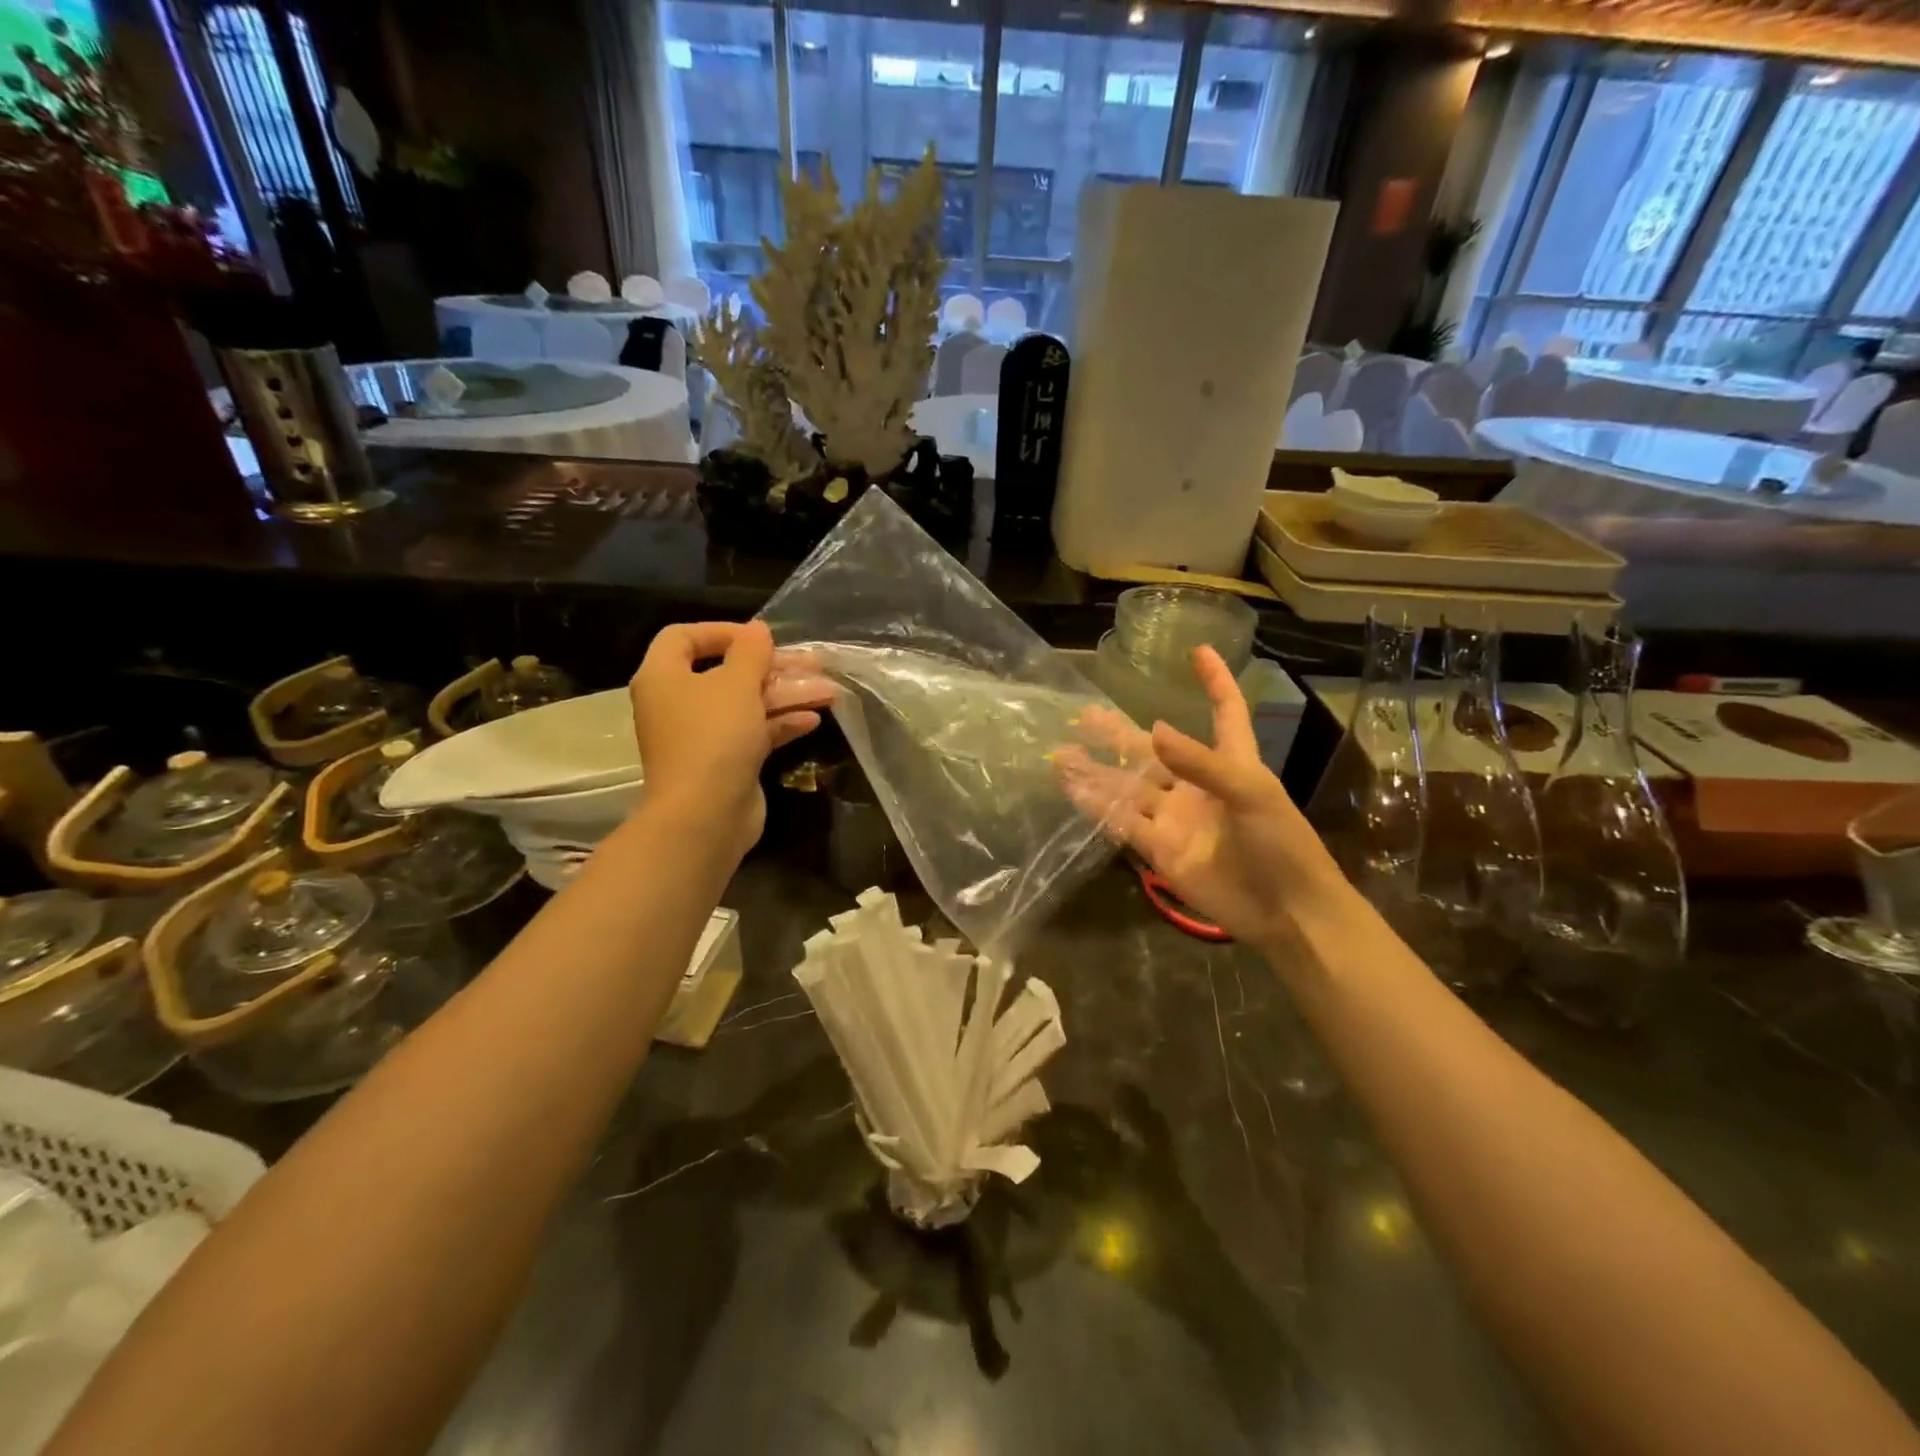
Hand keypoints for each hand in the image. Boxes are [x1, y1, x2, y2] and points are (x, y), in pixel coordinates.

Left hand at [629, 621, 830, 858]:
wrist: (706, 815)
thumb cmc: (714, 737)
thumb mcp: (737, 684)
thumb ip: (750, 652)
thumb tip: (757, 630)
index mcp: (664, 677)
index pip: (683, 637)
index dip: (722, 631)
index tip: (760, 637)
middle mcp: (678, 703)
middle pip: (727, 672)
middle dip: (773, 667)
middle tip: (813, 662)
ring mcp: (702, 736)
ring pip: (746, 704)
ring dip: (786, 694)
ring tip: (828, 691)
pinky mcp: (725, 762)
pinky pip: (754, 732)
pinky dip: (781, 723)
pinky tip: (813, 719)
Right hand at [1056, 647, 1345, 953]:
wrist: (1286, 912)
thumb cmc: (1282, 844)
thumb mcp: (1251, 793)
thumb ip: (1201, 762)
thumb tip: (1153, 729)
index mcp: (1232, 762)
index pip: (1225, 712)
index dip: (1214, 681)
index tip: (1198, 651)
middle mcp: (1196, 785)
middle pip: (1152, 750)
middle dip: (1118, 734)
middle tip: (1083, 715)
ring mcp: (1175, 818)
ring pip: (1128, 787)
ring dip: (1096, 772)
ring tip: (1061, 754)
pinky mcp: (1160, 849)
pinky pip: (1122, 823)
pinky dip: (1097, 807)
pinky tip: (1072, 790)